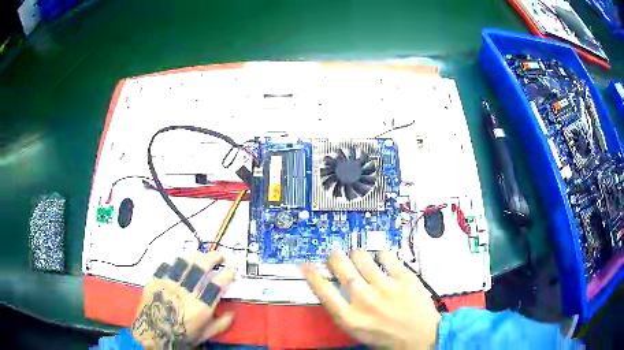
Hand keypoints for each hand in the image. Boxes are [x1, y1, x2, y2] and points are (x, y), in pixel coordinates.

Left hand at [131, 251, 235, 348]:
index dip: (227, 273)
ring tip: (201, 254)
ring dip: (195, 255)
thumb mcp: (204, 335)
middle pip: (201, 267)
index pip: (217, 284)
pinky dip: (176, 261)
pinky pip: (167, 265)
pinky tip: (180, 260)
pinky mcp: (156, 281)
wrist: (152, 334)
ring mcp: (169, 284)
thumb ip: (220, 324)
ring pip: (184, 262)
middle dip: (213, 258)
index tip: (232, 269)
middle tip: (219, 256)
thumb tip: (232, 314)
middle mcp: (186, 292)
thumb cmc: (180, 336)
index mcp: (200, 307)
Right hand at [302, 250, 440, 348]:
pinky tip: (381, 260)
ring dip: (357, 254)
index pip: (323, 290)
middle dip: (335, 257)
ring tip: (359, 257)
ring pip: (362, 257)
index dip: (312, 274)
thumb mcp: (357, 329)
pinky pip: (386, 255)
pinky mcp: (404, 278)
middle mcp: (364, 299)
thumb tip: (334, 289)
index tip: (306, 265)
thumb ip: (344, 310)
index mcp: (350, 317)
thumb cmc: (387, 337)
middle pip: (341, 267)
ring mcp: (385, 287)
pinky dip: (380, 254)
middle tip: (336, 256)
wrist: (421, 337)